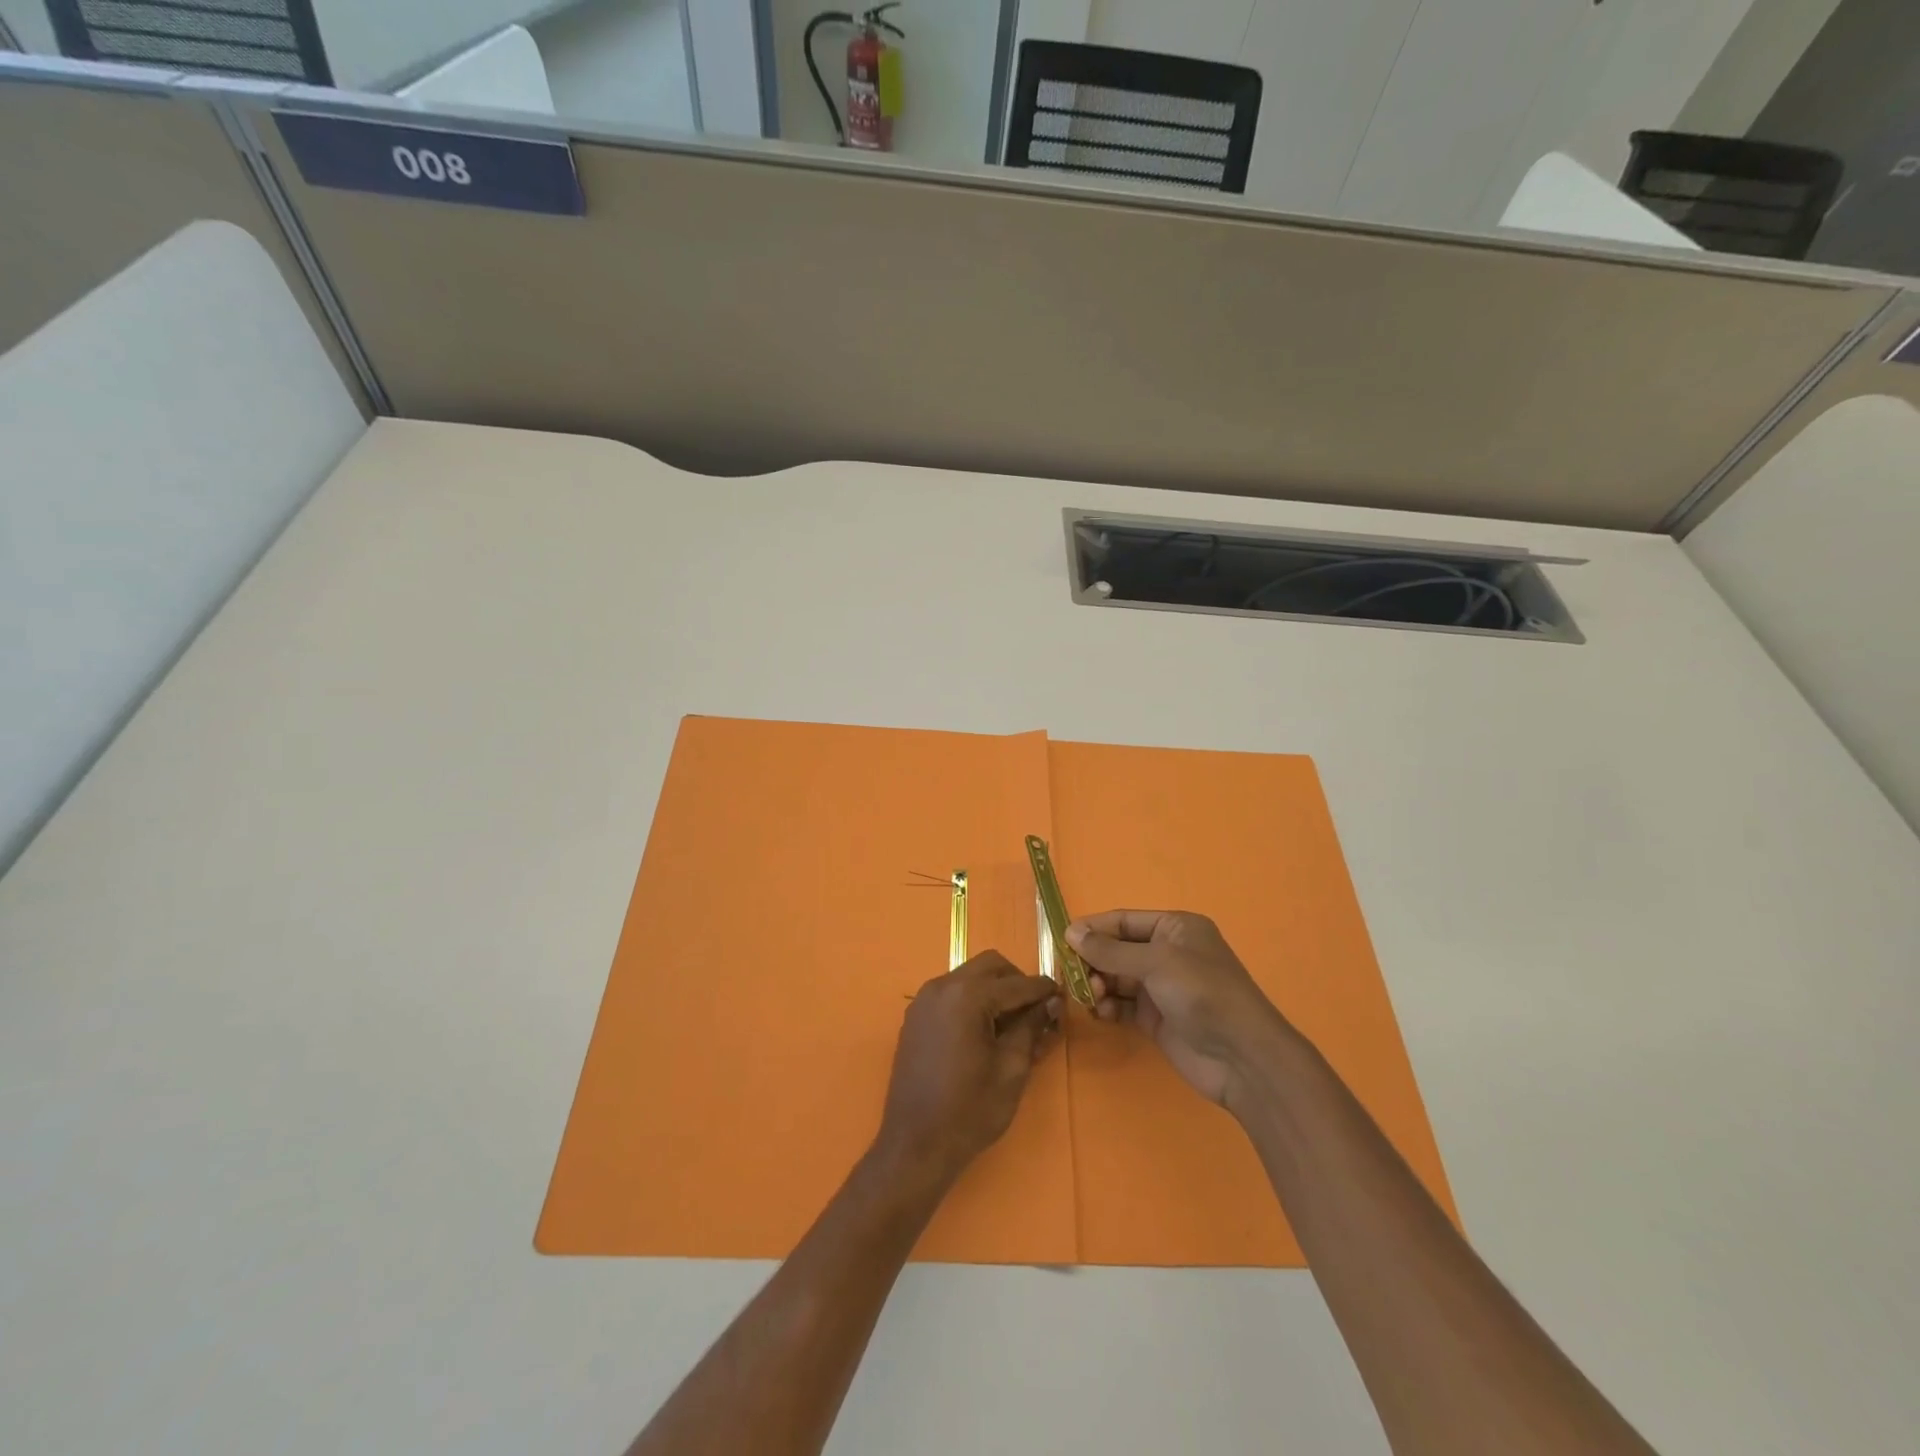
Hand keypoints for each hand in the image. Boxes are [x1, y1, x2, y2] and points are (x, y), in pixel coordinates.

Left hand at [873, 951, 1060, 1188]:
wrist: (915, 1144)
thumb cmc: (970, 1110)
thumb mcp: (1012, 1069)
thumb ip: (1031, 1027)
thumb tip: (1050, 1003)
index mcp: (967, 996)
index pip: (1016, 983)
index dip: (1043, 990)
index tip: (1062, 996)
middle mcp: (942, 986)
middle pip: (990, 966)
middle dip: (1017, 982)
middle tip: (1036, 1010)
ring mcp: (924, 1000)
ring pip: (969, 976)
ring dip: (994, 990)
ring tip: (1012, 1025)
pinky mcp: (916, 1017)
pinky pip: (951, 994)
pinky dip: (972, 1001)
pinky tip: (984, 1031)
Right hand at [1067, 910, 1287, 1108]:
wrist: (1241, 1057)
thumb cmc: (1202, 993)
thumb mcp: (1156, 962)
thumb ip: (1110, 950)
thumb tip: (1071, 933)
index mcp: (1175, 928)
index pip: (1124, 920)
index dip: (1093, 928)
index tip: (1062, 941)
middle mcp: (1167, 953)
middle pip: (1117, 949)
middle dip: (1094, 960)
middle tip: (1075, 976)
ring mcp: (1162, 987)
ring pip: (1116, 978)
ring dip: (1099, 984)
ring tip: (1092, 997)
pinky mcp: (1156, 1018)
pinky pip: (1123, 1004)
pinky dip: (1108, 1006)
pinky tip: (1102, 1013)